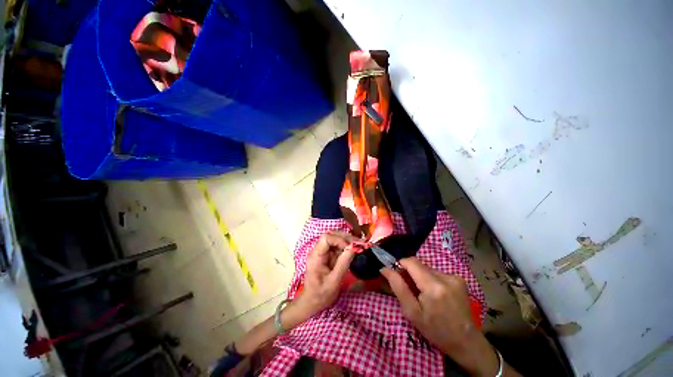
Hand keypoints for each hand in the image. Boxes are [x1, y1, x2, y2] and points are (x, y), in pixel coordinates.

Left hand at [293, 232, 356, 320]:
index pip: (326, 238)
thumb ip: (343, 264)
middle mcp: (318, 250)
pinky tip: (355, 249)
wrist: (312, 303)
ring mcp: (323, 252)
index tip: (350, 248)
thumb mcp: (333, 282)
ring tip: (359, 245)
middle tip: (359, 243)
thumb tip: (354, 248)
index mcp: (316, 256)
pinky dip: (347, 246)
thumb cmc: (320, 295)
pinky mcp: (328, 255)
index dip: (339, 240)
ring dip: (348, 240)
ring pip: (336, 239)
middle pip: (331, 235)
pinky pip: (338, 246)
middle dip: (346, 238)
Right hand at [381, 257, 501, 375]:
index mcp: (433, 286)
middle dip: (410, 273)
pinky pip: (437, 273)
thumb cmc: (435, 330)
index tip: (397, 276)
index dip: (400, 265)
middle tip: (410, 290)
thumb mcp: (412, 312)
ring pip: (427, 268)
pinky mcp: (459, 279)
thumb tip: (385, 268)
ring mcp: (455, 277)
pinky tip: (436, 294)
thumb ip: (398, 287)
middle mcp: (445, 277)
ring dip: (421, 277)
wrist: (466, 342)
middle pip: (419, 264)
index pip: (411, 261)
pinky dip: (431, 280)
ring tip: (424, 295)